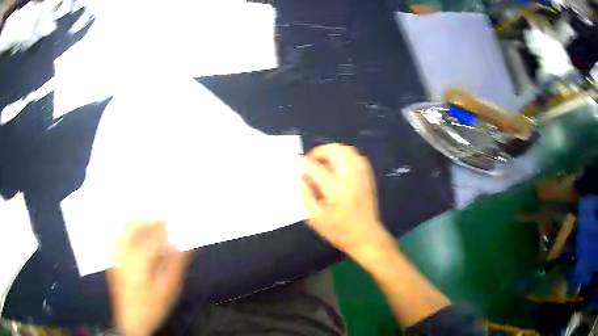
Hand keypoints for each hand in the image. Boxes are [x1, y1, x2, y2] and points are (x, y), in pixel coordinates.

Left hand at [107, 221, 189, 335]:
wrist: (131, 322)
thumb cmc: (152, 308)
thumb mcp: (168, 291)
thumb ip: (174, 266)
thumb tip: (182, 246)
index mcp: (138, 261)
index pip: (151, 237)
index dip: (162, 228)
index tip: (172, 224)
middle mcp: (123, 255)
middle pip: (131, 227)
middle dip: (147, 221)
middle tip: (161, 224)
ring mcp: (116, 258)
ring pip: (123, 231)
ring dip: (137, 226)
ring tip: (151, 230)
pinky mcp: (113, 263)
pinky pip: (119, 240)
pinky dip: (129, 234)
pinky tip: (139, 243)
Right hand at [301, 143, 390, 258]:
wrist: (366, 236)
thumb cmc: (338, 231)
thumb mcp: (315, 218)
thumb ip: (305, 194)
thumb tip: (300, 176)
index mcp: (336, 189)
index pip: (314, 167)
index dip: (301, 161)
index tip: (292, 159)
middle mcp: (350, 177)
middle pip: (334, 150)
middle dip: (319, 152)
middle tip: (311, 162)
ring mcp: (362, 175)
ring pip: (347, 150)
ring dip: (332, 153)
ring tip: (324, 164)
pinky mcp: (368, 176)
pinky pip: (356, 157)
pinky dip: (345, 157)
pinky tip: (338, 168)